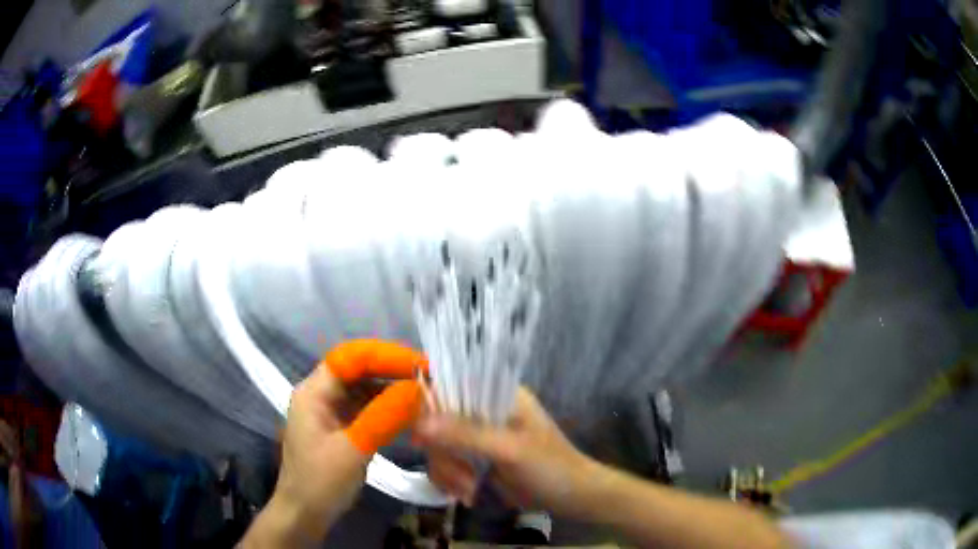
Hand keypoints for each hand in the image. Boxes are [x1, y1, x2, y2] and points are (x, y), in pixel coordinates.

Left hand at [244, 340, 427, 546]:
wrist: (305, 515)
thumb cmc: (320, 482)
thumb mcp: (352, 450)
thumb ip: (383, 417)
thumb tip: (417, 388)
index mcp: (314, 392)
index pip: (350, 358)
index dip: (385, 356)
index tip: (421, 367)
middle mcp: (322, 394)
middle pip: (359, 370)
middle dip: (393, 372)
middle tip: (431, 381)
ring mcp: (332, 411)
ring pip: (366, 389)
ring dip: (395, 391)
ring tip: (427, 398)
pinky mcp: (343, 428)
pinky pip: (369, 409)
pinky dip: (390, 409)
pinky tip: (411, 415)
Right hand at [414, 387, 600, 517]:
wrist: (572, 497)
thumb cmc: (550, 467)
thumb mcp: (510, 450)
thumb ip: (467, 435)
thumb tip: (420, 424)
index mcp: (497, 394)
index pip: (450, 385)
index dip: (430, 408)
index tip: (424, 438)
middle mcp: (483, 411)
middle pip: (437, 421)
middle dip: (444, 454)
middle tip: (462, 478)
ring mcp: (477, 437)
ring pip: (438, 446)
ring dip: (447, 472)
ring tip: (468, 491)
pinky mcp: (474, 460)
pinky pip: (445, 465)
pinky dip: (450, 481)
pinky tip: (466, 495)